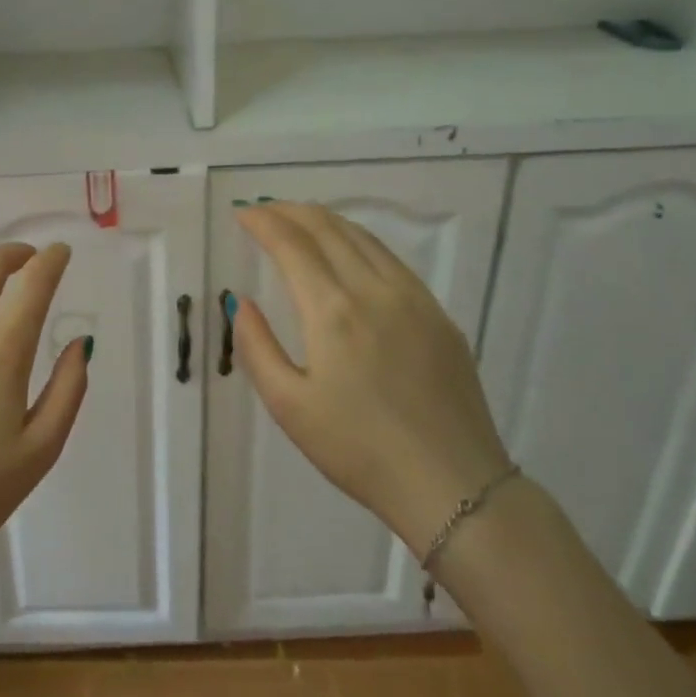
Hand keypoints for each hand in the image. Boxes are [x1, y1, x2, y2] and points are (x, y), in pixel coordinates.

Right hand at [231, 203, 511, 556]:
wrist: (454, 486)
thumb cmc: (359, 450)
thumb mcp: (289, 406)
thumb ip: (257, 347)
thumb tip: (242, 302)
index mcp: (333, 311)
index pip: (292, 244)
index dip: (263, 221)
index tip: (241, 213)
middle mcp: (375, 290)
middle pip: (328, 228)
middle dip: (290, 211)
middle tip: (264, 209)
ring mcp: (414, 299)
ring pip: (364, 238)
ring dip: (326, 220)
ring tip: (300, 219)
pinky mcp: (439, 315)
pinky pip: (391, 260)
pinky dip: (359, 241)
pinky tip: (349, 252)